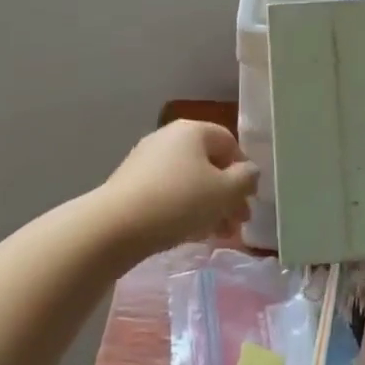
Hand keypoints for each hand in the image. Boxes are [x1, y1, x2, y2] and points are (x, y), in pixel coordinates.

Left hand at [98, 121, 258, 253]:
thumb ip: (246, 179)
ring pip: (190, 181)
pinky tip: (192, 234)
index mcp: (193, 130)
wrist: (115, 227)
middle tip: (238, 223)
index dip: (244, 171)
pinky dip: (184, 209)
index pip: (230, 143)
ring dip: (209, 206)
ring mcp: (146, 161)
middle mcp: (168, 138)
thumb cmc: (179, 201)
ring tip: (218, 234)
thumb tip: (250, 172)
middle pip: (210, 164)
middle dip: (228, 194)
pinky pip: (168, 193)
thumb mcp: (225, 191)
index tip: (249, 199)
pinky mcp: (131, 185)